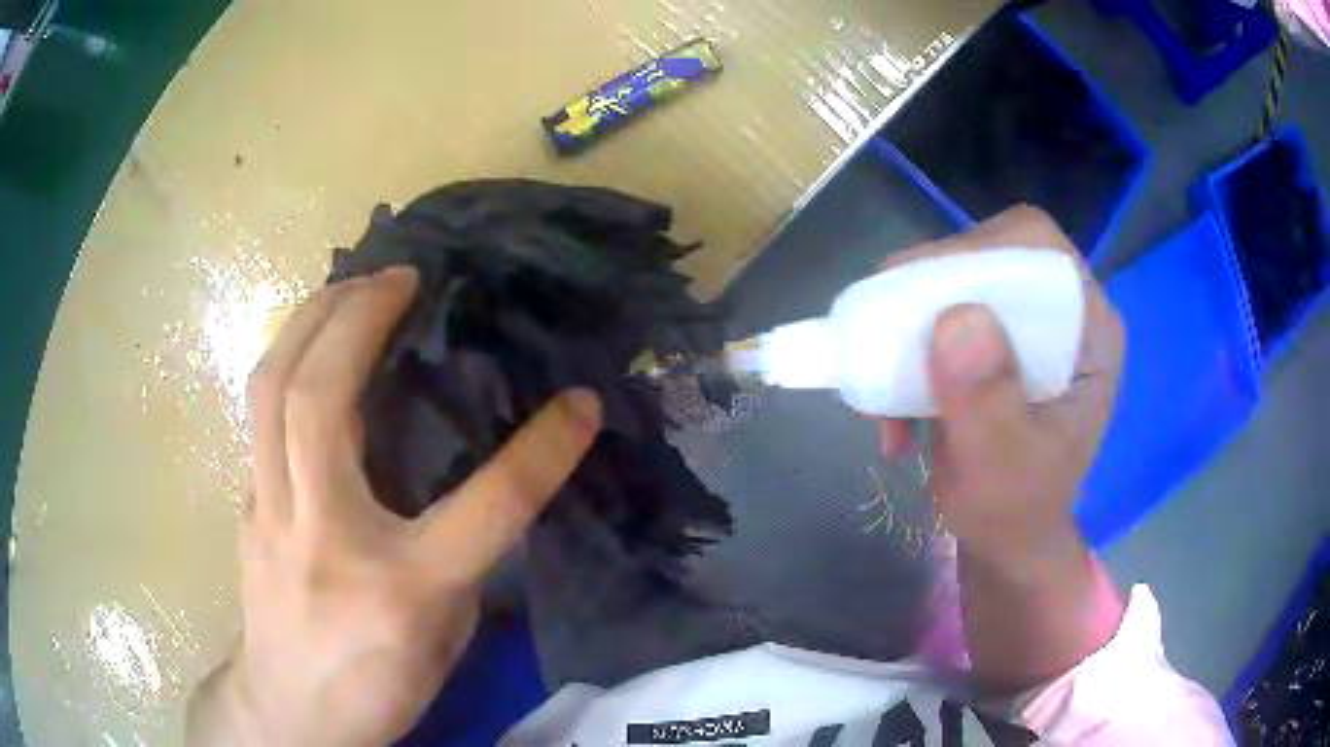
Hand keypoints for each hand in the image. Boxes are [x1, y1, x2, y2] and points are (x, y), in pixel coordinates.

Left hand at [186, 267, 602, 745]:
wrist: (288, 715)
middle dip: (359, 315)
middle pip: (320, 398)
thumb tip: (482, 492)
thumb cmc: (374, 687)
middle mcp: (323, 533)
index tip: (581, 401)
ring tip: (348, 284)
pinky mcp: (247, 504)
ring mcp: (270, 512)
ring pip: (268, 388)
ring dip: (309, 318)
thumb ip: (460, 560)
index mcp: (399, 585)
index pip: (485, 506)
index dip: (542, 450)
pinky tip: (309, 349)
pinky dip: (287, 362)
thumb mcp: (442, 638)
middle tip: (398, 275)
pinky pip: (259, 413)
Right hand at [880, 206, 1123, 566]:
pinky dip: (904, 348)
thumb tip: (955, 318)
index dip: (981, 252)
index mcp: (1089, 333)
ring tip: (883, 380)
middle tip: (887, 329)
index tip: (923, 293)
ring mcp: (1023, 326)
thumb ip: (988, 401)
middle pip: (994, 255)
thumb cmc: (1015, 511)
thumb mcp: (1002, 468)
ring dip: (909, 322)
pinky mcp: (990, 340)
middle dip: (932, 288)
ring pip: (959, 280)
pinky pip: (939, 313)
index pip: (1040, 251)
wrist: (1004, 539)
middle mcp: (1060, 315)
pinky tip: (891, 404)